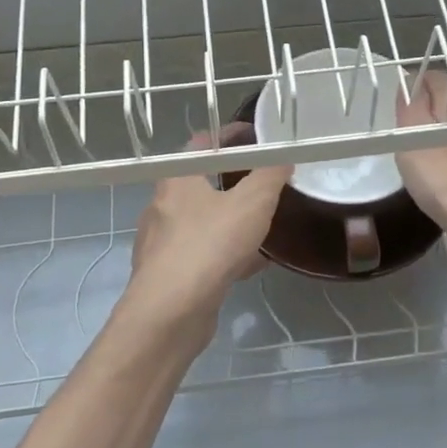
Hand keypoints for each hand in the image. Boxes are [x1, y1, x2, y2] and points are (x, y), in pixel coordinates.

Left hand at [122, 123, 289, 345]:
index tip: (256, 136)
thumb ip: (270, 176)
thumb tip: (282, 159)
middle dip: (234, 180)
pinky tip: (254, 264)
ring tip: (264, 222)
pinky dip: (228, 252)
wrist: (171, 312)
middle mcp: (164, 206)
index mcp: (177, 178)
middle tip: (265, 180)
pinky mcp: (170, 275)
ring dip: (232, 218)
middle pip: (201, 182)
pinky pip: (204, 253)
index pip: (201, 143)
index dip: (230, 135)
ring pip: (204, 221)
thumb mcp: (252, 202)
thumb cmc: (210, 245)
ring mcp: (163, 242)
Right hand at [394, 70, 446, 264]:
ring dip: (435, 138)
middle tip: (398, 127)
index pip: (437, 79)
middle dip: (424, 110)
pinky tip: (436, 180)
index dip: (414, 82)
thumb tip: (409, 83)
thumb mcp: (415, 139)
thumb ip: (410, 109)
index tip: (393, 98)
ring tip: (411, 154)